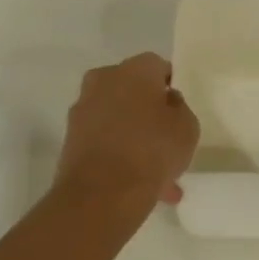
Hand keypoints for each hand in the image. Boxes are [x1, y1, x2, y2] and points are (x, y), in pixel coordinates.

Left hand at [55, 52, 201, 205]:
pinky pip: (104, 141)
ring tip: (158, 175)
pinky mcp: (71, 138)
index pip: (157, 66)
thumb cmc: (153, 150)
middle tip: (167, 140)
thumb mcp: (187, 128)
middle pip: (132, 91)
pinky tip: (138, 184)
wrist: (102, 193)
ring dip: (135, 138)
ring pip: (118, 119)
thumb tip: (166, 102)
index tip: (178, 109)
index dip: (170, 86)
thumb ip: (179, 109)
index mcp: (135, 69)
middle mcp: (104, 80)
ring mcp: (83, 109)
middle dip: (149, 113)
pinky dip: (119, 155)